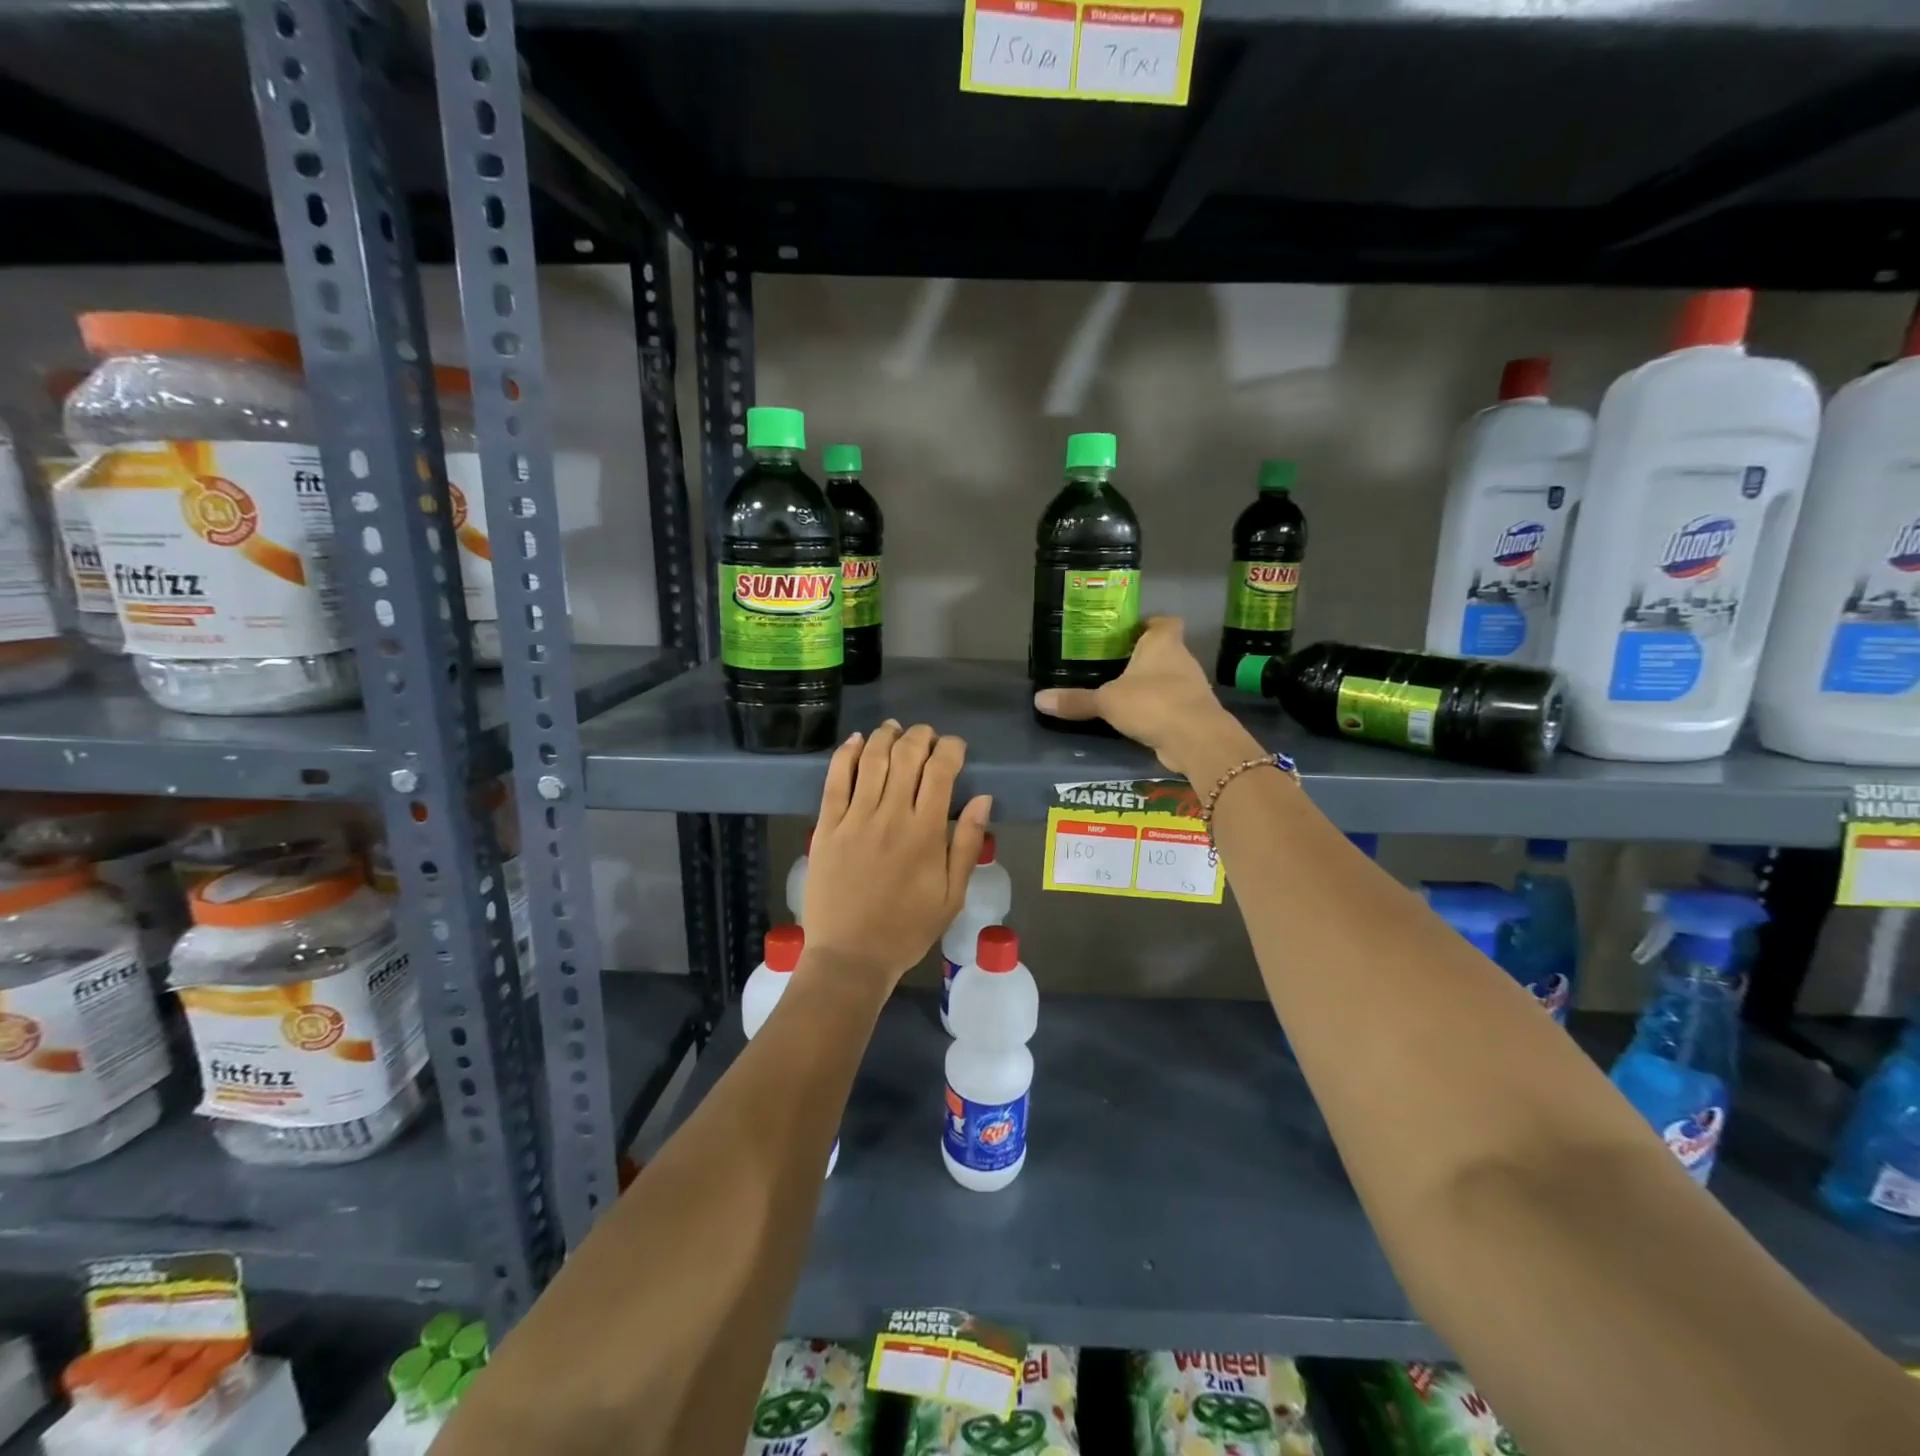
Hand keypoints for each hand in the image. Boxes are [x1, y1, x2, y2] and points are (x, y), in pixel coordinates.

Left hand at [803, 721, 992, 997]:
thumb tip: (983, 799)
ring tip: (894, 728)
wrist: (851, 956)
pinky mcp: (827, 827)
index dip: (950, 749)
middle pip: (906, 756)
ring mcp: (855, 819)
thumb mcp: (952, 895)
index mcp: (925, 833)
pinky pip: (835, 780)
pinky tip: (856, 741)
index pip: (941, 771)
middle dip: (920, 736)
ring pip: (871, 760)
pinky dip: (846, 754)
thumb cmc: (907, 929)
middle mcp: (891, 816)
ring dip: (885, 736)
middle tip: (926, 736)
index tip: (955, 748)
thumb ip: (966, 844)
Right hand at [1033, 617, 1258, 778]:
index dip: (1149, 623)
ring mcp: (1192, 687)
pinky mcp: (1194, 713)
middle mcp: (1182, 659)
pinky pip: (1172, 704)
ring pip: (1169, 678)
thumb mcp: (1106, 701)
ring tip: (1121, 693)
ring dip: (1151, 685)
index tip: (1129, 632)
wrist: (1196, 739)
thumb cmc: (1152, 702)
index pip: (1164, 621)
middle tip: (1113, 664)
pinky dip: (1157, 709)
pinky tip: (1137, 719)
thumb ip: (1076, 700)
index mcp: (1163, 643)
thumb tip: (1039, 699)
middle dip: (1143, 657)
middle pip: (1164, 650)